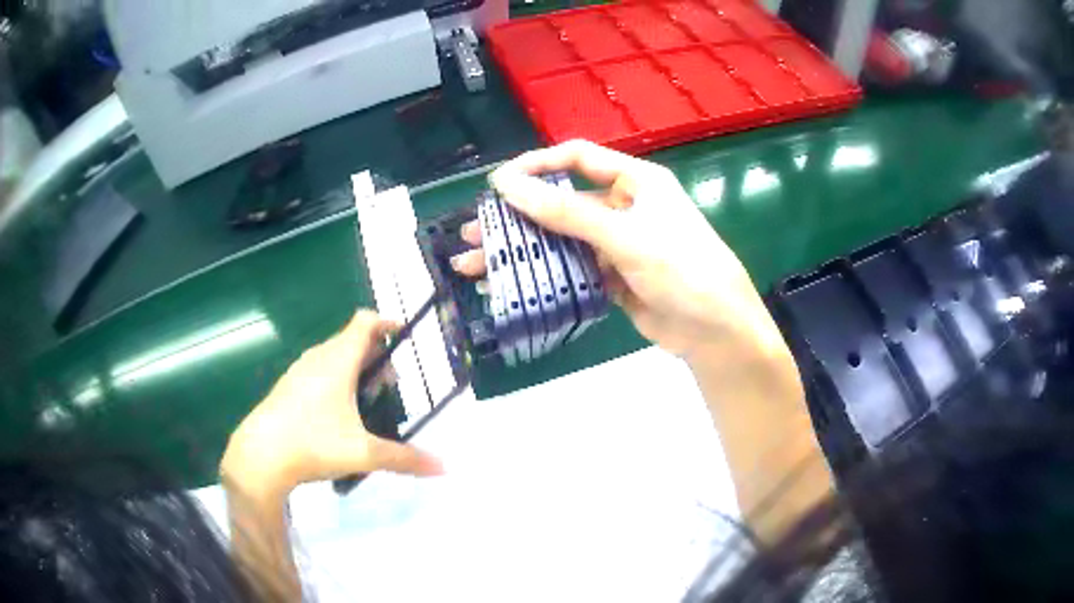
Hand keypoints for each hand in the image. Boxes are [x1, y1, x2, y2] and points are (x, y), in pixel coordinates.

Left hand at [220, 310, 443, 498]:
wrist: (260, 456)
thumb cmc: (313, 444)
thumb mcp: (364, 453)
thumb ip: (405, 459)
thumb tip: (444, 467)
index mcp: (337, 361)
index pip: (364, 323)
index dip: (386, 323)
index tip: (404, 336)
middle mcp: (317, 358)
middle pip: (351, 340)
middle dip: (376, 354)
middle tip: (391, 383)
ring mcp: (299, 372)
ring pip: (333, 356)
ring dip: (355, 367)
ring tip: (368, 399)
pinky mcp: (287, 388)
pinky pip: (318, 371)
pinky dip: (336, 378)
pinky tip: (338, 413)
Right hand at [452, 140, 787, 366]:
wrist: (716, 331)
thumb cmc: (681, 269)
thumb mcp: (624, 236)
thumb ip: (566, 212)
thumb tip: (507, 185)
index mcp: (635, 181)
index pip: (577, 158)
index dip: (536, 166)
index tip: (498, 185)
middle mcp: (623, 206)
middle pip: (562, 203)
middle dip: (518, 217)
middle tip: (476, 233)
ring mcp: (617, 244)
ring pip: (561, 240)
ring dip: (523, 251)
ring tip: (477, 265)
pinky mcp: (612, 277)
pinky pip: (571, 269)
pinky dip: (542, 276)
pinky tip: (510, 286)